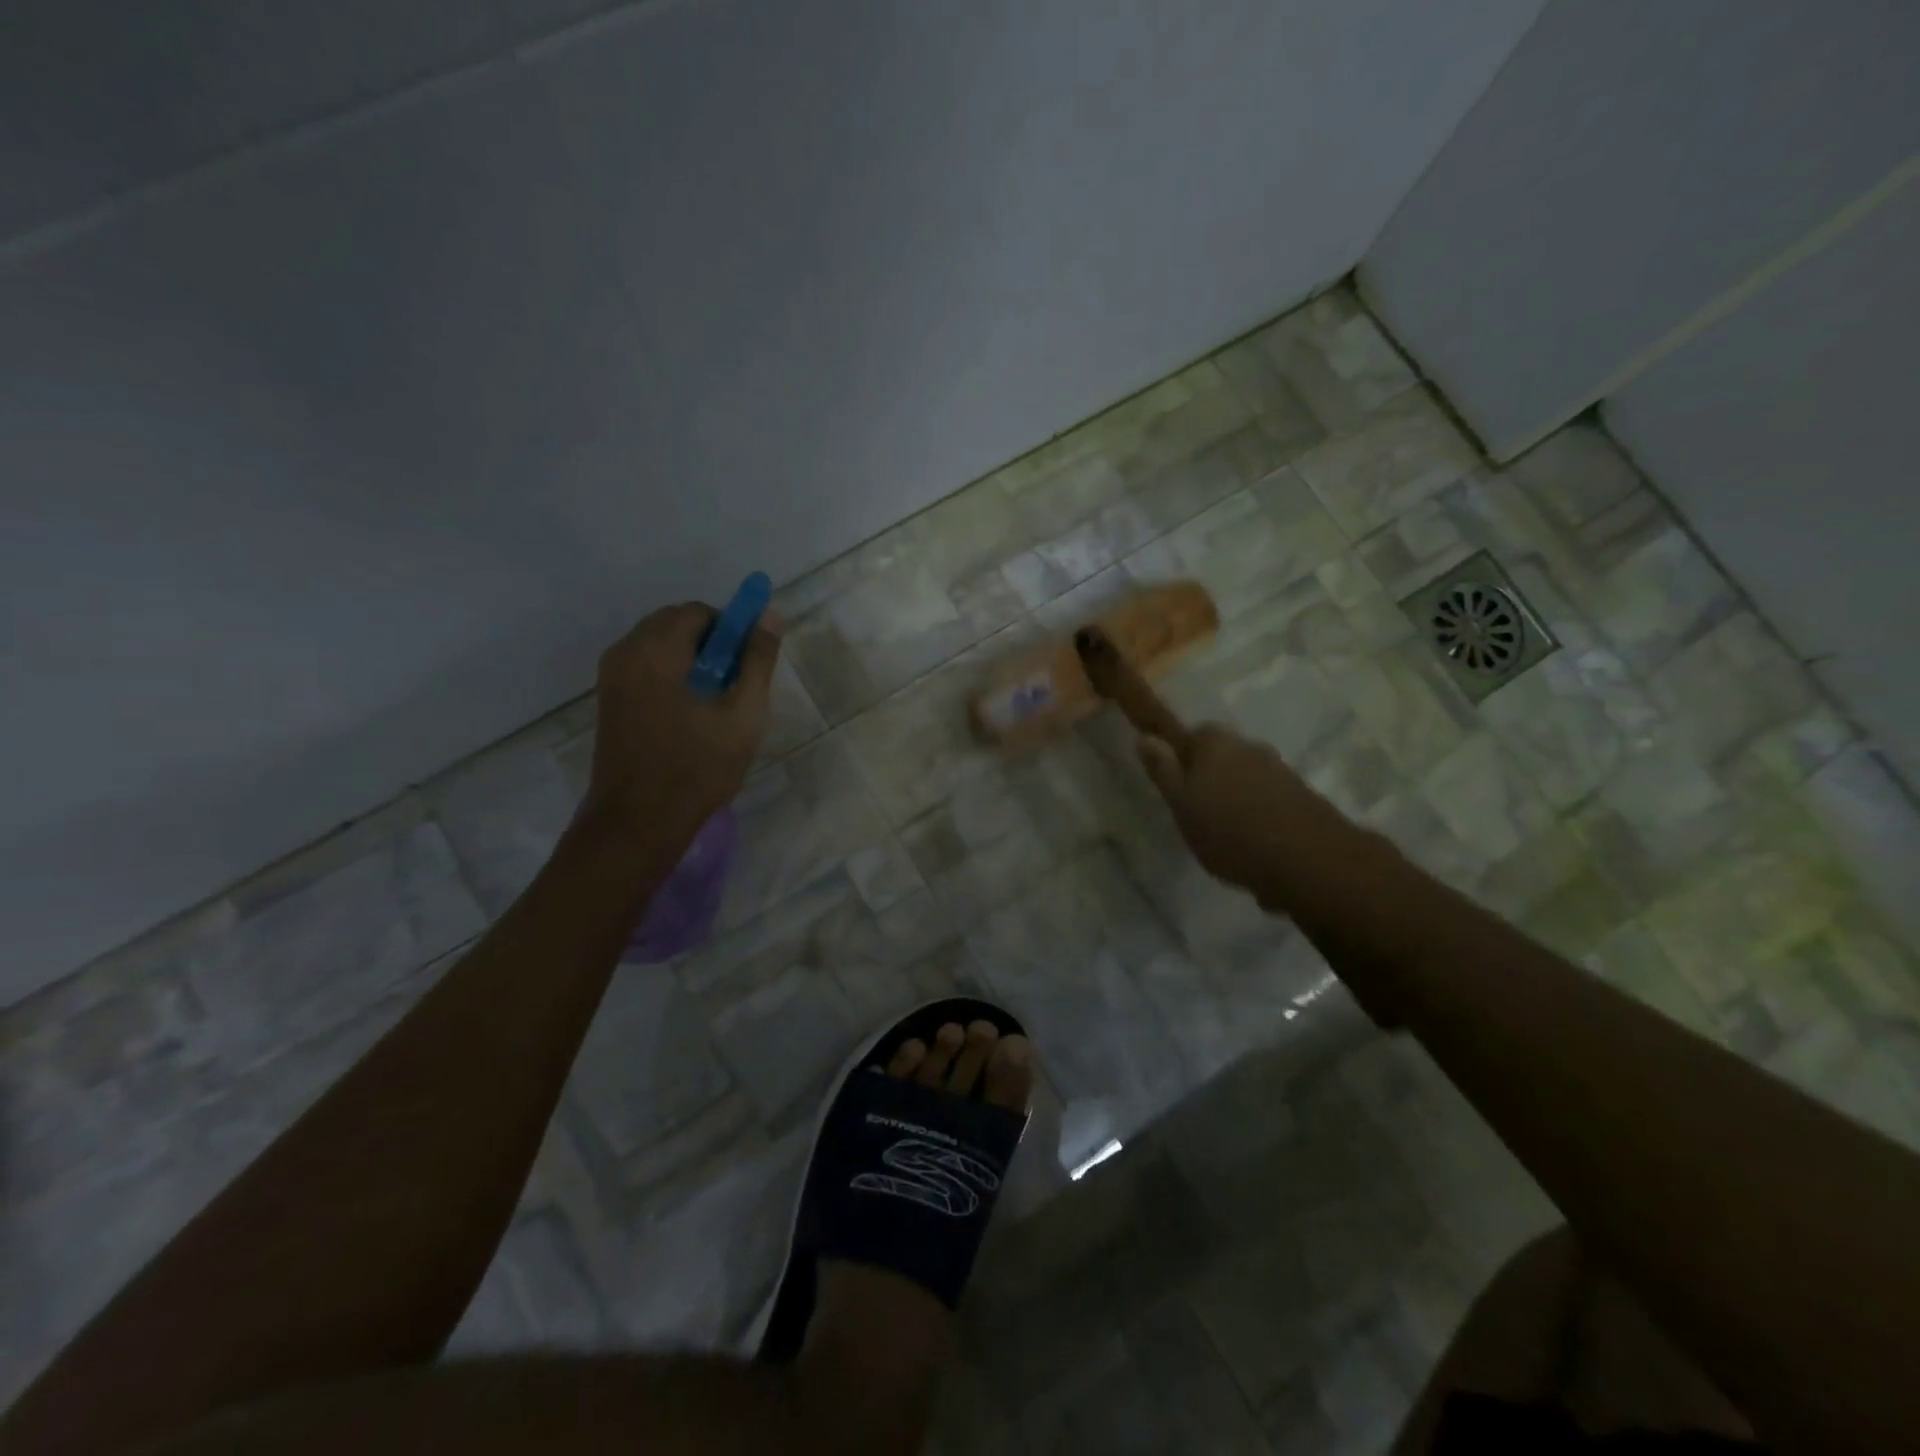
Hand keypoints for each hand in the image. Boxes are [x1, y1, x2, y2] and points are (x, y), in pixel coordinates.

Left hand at [583, 602, 781, 841]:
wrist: (639, 821)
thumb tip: (770, 615)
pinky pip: (644, 667)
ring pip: (658, 645)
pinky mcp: (608, 699)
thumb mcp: (742, 715)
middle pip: (675, 624)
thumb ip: (757, 662)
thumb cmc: (697, 767)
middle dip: (710, 643)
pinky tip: (688, 714)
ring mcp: (611, 677)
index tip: (748, 665)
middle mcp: (626, 652)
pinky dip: (670, 674)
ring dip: (690, 659)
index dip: (731, 630)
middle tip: (734, 685)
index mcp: (656, 650)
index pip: (699, 612)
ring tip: (713, 703)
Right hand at [1136, 726, 1360, 910]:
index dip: (1180, 757)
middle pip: (1221, 756)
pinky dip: (1259, 816)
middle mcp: (1249, 748)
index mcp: (1215, 744)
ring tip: (1227, 836)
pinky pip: (1269, 800)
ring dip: (1236, 798)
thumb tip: (1145, 737)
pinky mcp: (1303, 797)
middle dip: (1210, 777)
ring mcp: (1280, 771)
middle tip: (1197, 813)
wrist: (1307, 861)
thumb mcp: (1181, 805)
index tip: (1175, 787)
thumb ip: (1163, 771)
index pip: (1191, 734)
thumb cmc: (1229, 832)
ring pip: (1246, 778)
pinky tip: (1256, 845)